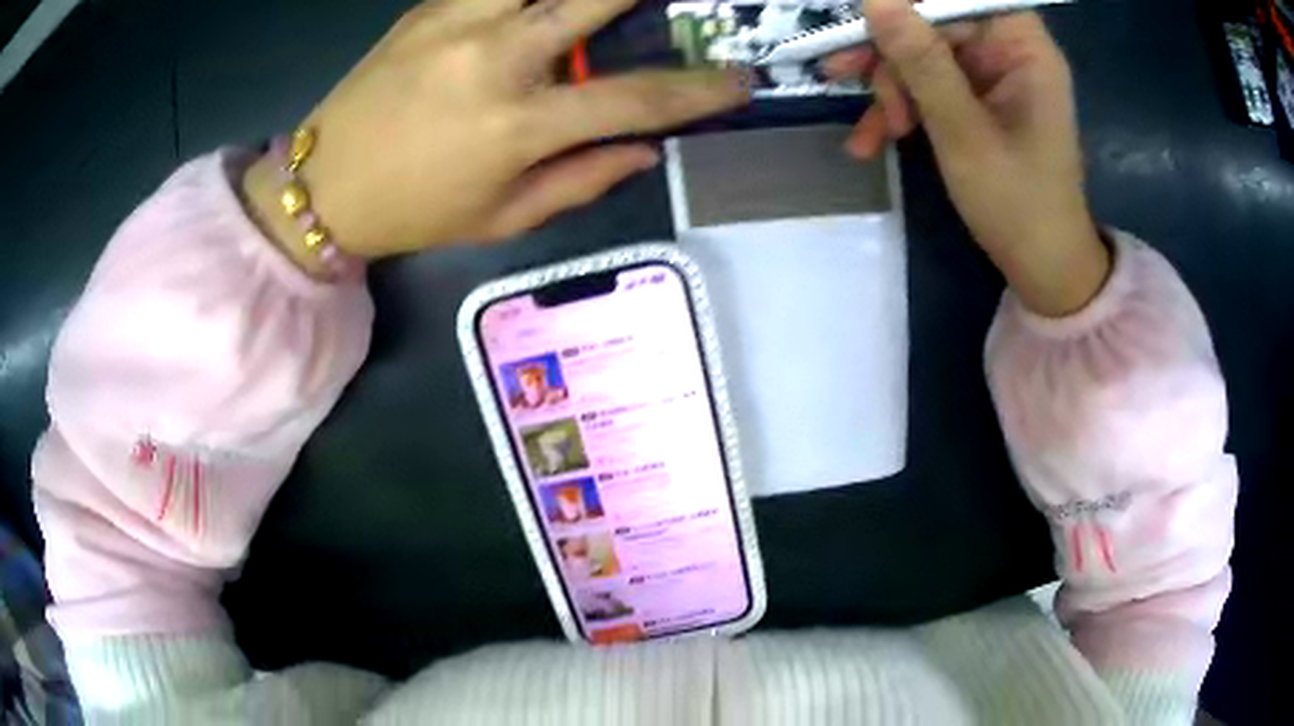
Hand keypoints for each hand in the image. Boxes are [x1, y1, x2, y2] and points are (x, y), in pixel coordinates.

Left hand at [243, 0, 748, 263]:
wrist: (322, 186)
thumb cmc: (415, 212)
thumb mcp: (503, 219)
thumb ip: (583, 180)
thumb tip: (646, 150)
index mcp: (517, 125)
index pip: (634, 100)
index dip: (698, 91)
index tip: (738, 81)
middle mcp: (495, 59)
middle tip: (684, 2)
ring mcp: (458, 21)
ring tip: (600, 6)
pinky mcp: (429, 6)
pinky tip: (543, 8)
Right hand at [824, 0, 1108, 316]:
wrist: (1041, 269)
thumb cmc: (1018, 206)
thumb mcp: (964, 133)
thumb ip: (922, 63)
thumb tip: (875, 0)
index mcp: (1023, 48)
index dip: (908, 3)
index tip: (863, 20)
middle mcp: (1007, 51)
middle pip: (932, 20)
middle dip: (889, 51)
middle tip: (842, 75)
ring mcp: (990, 76)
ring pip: (921, 51)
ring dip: (889, 86)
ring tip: (875, 133)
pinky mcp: (975, 99)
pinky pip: (927, 84)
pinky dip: (900, 108)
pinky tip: (874, 140)